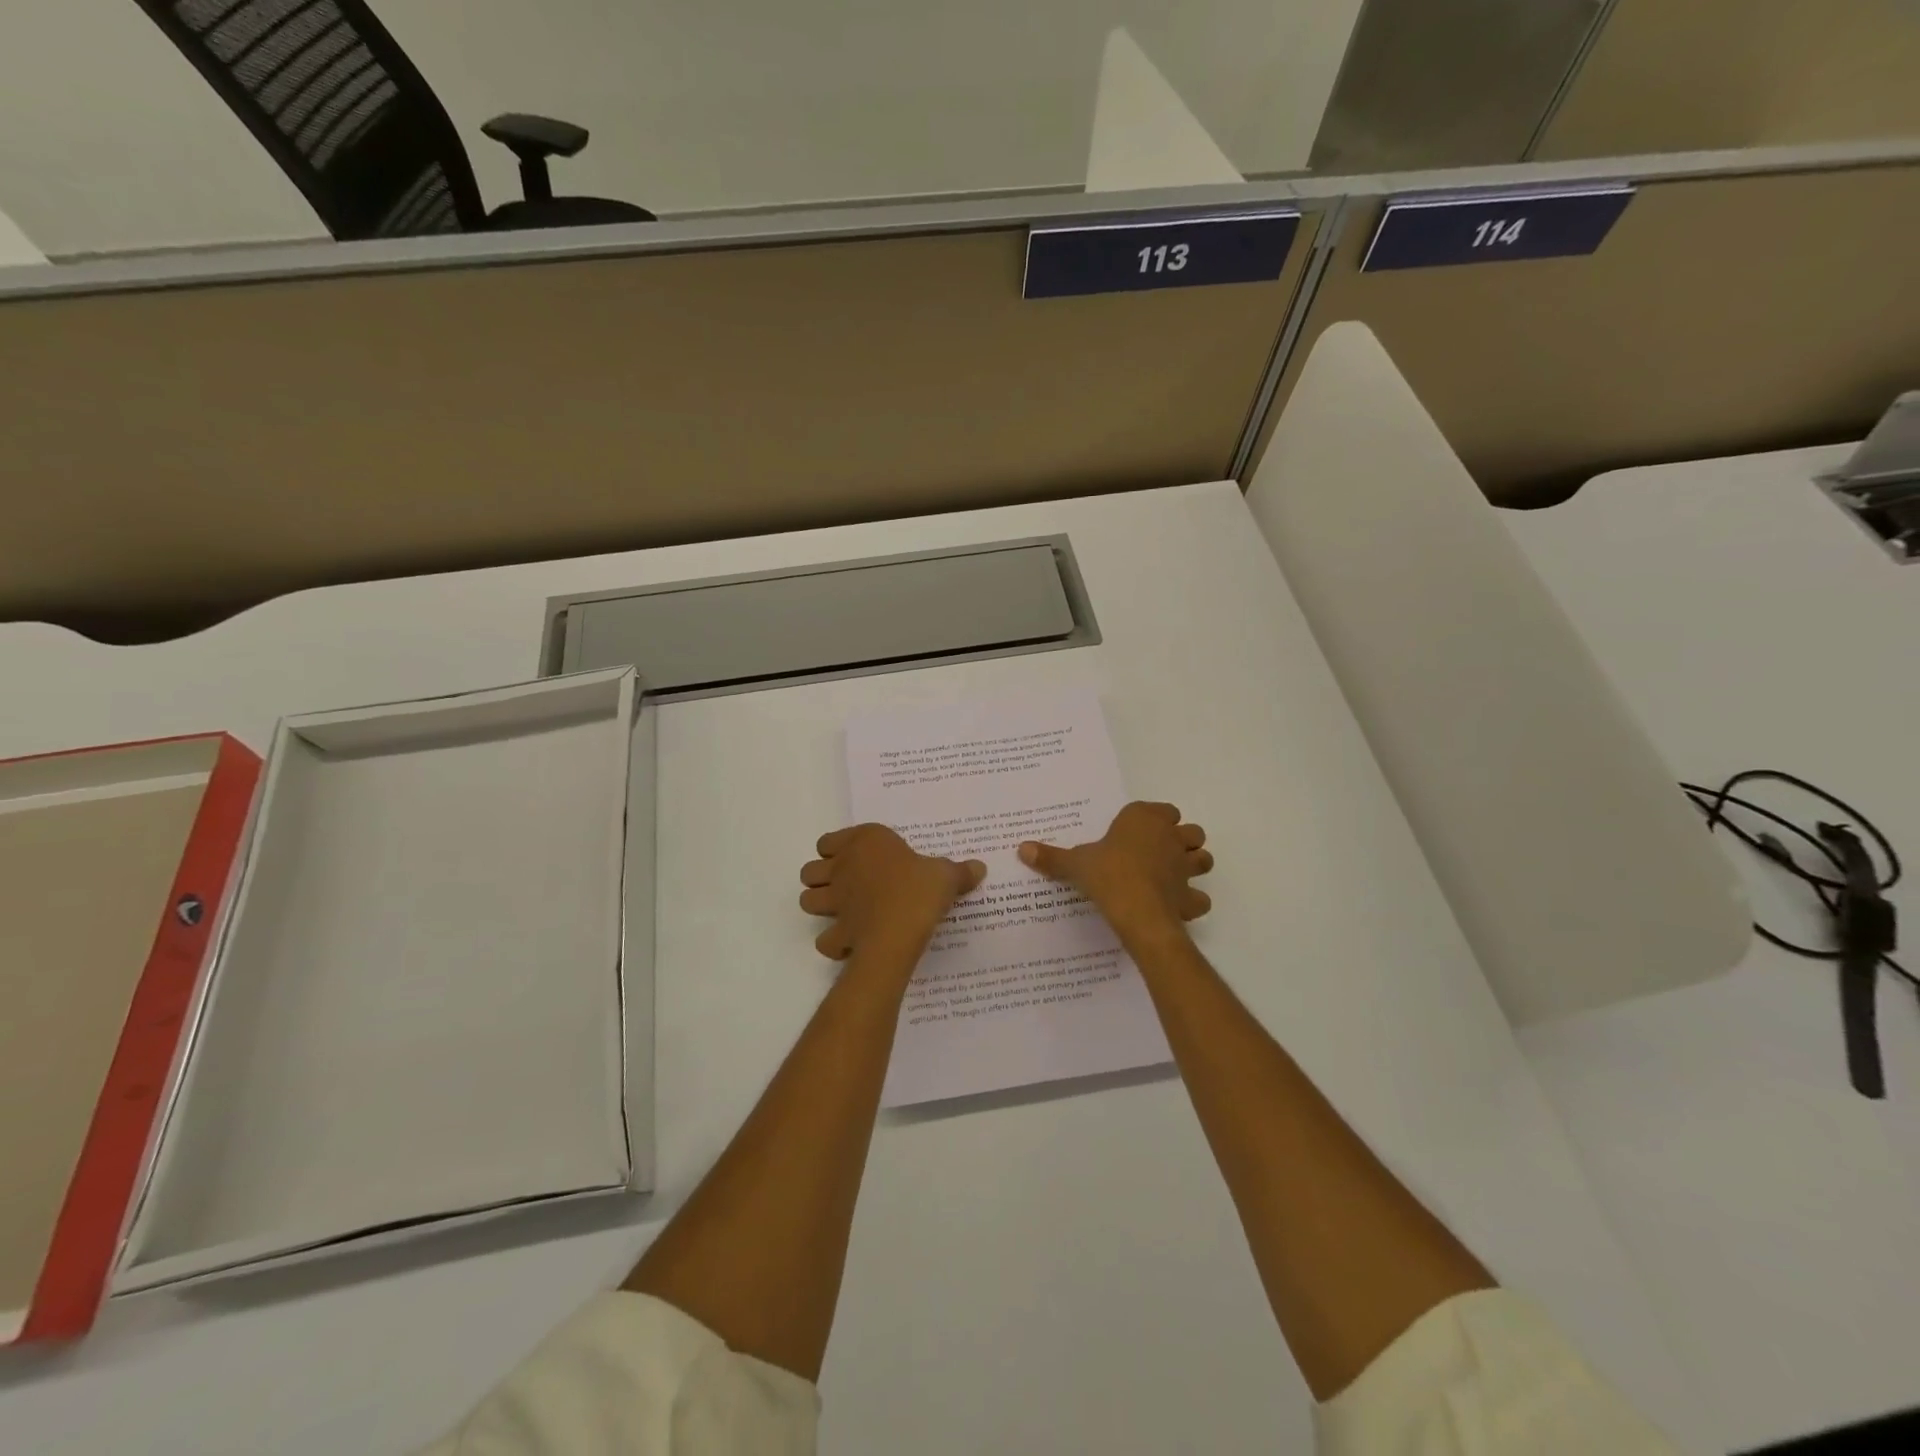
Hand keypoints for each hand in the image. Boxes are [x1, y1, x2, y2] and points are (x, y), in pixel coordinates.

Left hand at [800, 825, 985, 964]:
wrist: (899, 932)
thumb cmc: (919, 890)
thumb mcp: (946, 876)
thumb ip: (959, 872)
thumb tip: (979, 868)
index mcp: (865, 842)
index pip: (829, 840)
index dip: (836, 849)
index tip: (856, 858)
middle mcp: (842, 867)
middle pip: (810, 870)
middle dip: (821, 877)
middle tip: (846, 885)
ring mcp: (835, 902)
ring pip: (807, 900)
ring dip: (819, 906)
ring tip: (842, 912)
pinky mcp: (837, 932)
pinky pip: (825, 939)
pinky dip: (833, 942)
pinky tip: (851, 943)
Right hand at [1018, 801, 1211, 944]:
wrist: (1136, 911)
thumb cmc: (1106, 874)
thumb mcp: (1074, 864)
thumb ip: (1051, 856)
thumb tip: (1021, 848)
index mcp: (1144, 819)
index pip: (1162, 809)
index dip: (1154, 820)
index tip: (1137, 832)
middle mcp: (1170, 837)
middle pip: (1191, 831)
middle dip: (1181, 839)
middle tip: (1159, 853)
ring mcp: (1185, 867)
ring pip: (1203, 858)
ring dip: (1194, 864)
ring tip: (1173, 875)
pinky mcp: (1190, 896)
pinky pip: (1199, 897)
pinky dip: (1192, 901)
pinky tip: (1176, 906)